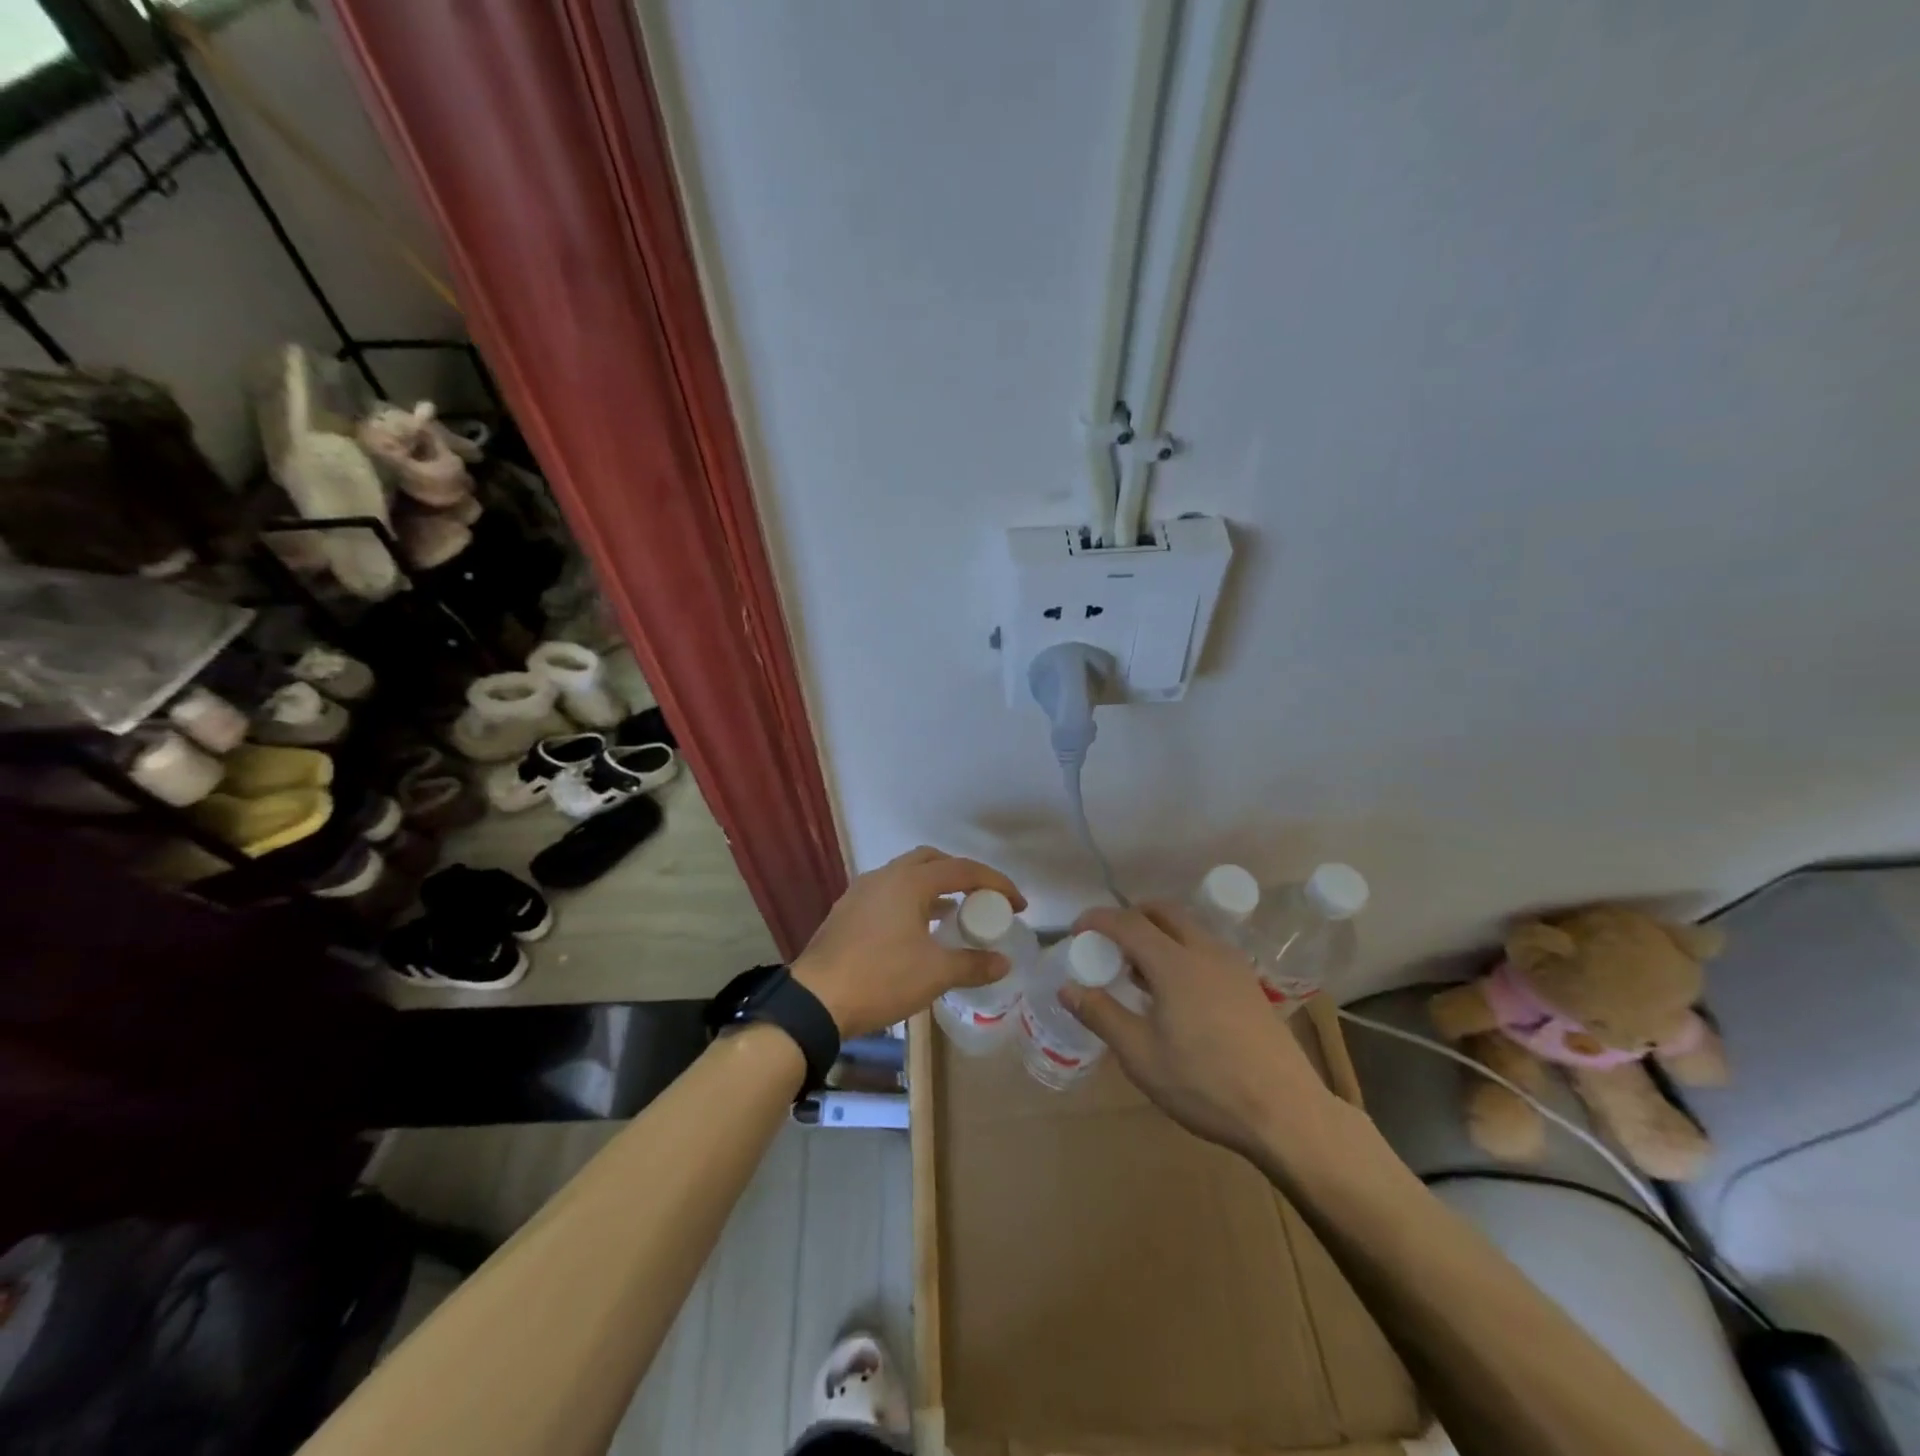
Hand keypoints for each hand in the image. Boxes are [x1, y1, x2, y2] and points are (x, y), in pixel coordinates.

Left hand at [792, 846, 1025, 1037]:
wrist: (815, 1000)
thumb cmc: (880, 978)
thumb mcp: (934, 974)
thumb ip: (972, 964)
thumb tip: (1003, 962)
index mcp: (909, 881)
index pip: (963, 870)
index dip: (996, 884)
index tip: (1017, 905)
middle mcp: (885, 876)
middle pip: (932, 861)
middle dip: (962, 875)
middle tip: (981, 900)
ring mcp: (861, 891)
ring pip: (906, 876)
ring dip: (934, 888)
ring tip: (953, 915)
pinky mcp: (847, 911)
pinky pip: (888, 894)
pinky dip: (911, 902)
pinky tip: (917, 931)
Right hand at [1065, 904, 1333, 1156]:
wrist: (1286, 1113)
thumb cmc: (1205, 1084)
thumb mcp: (1141, 1055)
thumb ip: (1101, 1015)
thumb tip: (1066, 988)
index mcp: (1175, 963)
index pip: (1128, 922)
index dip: (1097, 920)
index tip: (1076, 931)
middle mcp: (1205, 951)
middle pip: (1163, 912)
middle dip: (1130, 916)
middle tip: (1108, 943)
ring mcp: (1233, 966)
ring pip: (1188, 928)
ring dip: (1158, 933)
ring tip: (1138, 970)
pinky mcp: (1249, 984)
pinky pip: (1206, 948)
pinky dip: (1181, 949)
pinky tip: (1175, 991)